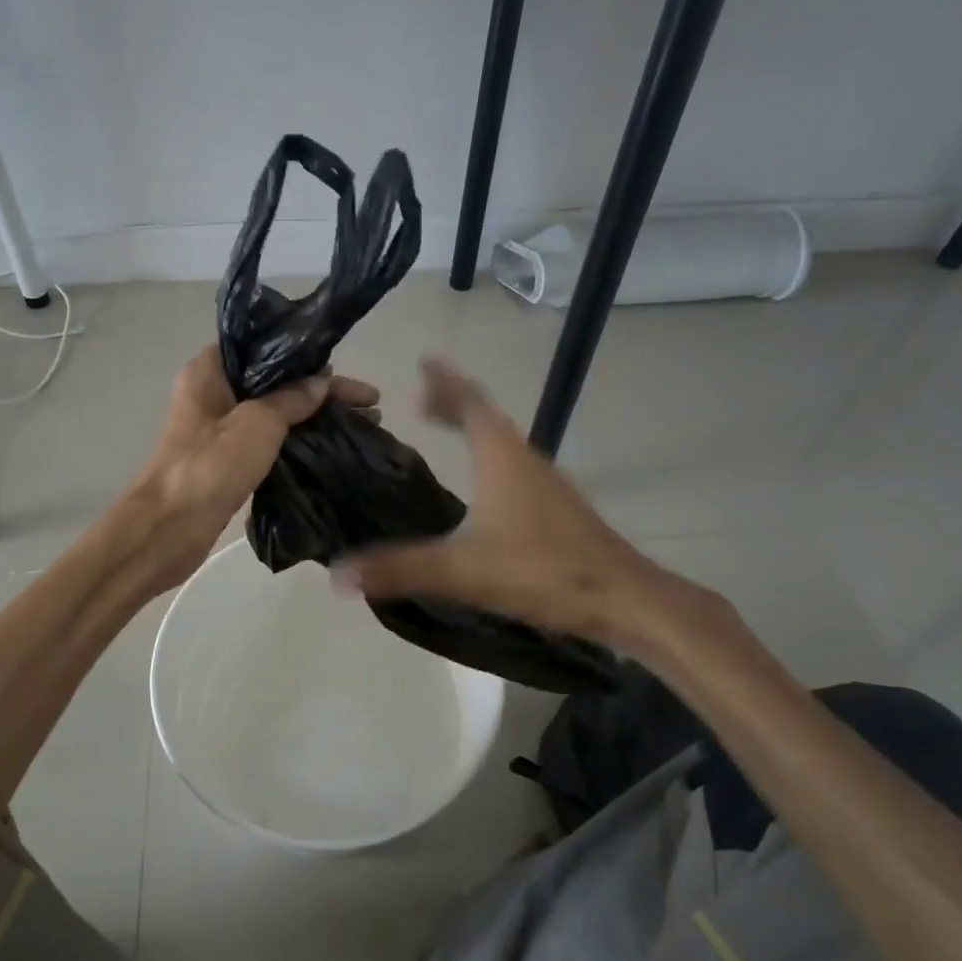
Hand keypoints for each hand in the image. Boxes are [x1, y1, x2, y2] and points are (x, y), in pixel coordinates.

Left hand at [127, 346, 378, 590]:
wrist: (169, 528)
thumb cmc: (210, 465)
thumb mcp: (258, 422)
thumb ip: (292, 398)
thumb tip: (321, 383)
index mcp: (209, 371)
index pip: (263, 348)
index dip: (305, 355)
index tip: (341, 366)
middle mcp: (212, 394)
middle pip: (275, 381)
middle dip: (322, 391)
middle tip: (369, 403)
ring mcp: (219, 430)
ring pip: (276, 413)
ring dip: (315, 418)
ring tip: (365, 424)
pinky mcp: (228, 461)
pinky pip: (271, 442)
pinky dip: (300, 442)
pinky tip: (332, 448)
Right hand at [338, 359, 733, 661]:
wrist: (622, 599)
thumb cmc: (543, 571)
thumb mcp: (463, 570)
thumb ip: (400, 569)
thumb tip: (339, 574)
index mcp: (501, 456)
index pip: (468, 403)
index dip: (444, 382)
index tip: (424, 361)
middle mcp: (525, 459)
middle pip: (485, 417)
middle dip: (453, 401)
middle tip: (421, 398)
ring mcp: (545, 484)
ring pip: (502, 442)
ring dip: (473, 428)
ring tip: (444, 429)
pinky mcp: (556, 509)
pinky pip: (513, 467)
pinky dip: (488, 458)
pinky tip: (481, 485)